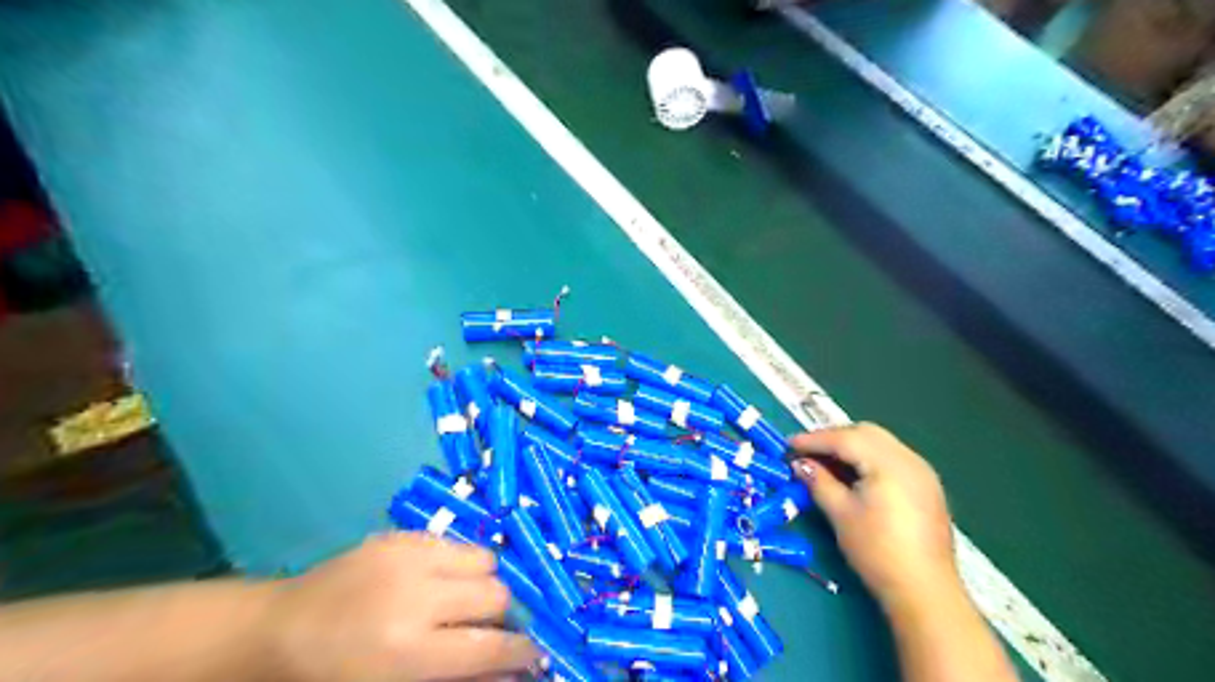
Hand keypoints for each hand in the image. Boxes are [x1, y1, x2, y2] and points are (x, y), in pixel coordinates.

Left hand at [264, 533, 536, 680]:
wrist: (276, 632)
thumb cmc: (335, 679)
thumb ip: (458, 679)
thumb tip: (511, 672)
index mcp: (409, 650)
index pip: (490, 646)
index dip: (521, 652)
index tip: (533, 654)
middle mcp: (416, 595)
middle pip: (495, 595)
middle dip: (500, 616)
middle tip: (485, 628)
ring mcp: (408, 556)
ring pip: (484, 559)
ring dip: (483, 583)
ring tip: (461, 598)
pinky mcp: (401, 535)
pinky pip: (455, 543)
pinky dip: (458, 564)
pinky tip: (435, 580)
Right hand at [793, 424, 963, 609]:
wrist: (925, 591)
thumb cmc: (877, 551)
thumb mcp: (841, 514)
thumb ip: (819, 481)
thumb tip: (799, 463)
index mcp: (889, 463)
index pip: (845, 439)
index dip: (814, 440)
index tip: (788, 445)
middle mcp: (909, 459)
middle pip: (865, 433)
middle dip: (833, 438)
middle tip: (807, 451)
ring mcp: (922, 471)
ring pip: (880, 442)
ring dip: (851, 446)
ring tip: (826, 462)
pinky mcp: (926, 486)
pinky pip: (892, 457)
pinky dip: (868, 457)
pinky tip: (853, 474)